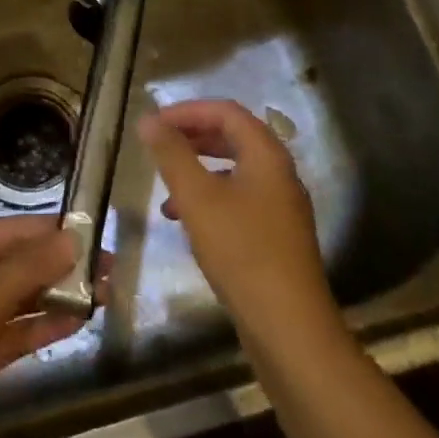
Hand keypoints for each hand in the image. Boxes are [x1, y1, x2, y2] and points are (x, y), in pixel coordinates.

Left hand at [0, 217, 84, 437]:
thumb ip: (29, 268)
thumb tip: (74, 238)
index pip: (12, 230)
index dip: (54, 233)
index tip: (97, 236)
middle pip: (18, 263)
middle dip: (61, 267)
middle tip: (110, 271)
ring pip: (19, 298)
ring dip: (57, 296)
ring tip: (104, 295)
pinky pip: (13, 331)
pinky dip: (42, 326)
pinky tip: (77, 322)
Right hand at [140, 100, 340, 346]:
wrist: (289, 327)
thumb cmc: (241, 251)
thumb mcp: (198, 198)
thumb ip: (172, 154)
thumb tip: (148, 120)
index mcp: (267, 154)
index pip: (226, 111)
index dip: (188, 110)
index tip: (154, 123)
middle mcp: (279, 173)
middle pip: (233, 137)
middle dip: (193, 136)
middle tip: (158, 145)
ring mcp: (281, 205)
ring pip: (235, 170)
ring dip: (198, 169)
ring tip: (165, 186)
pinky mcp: (276, 235)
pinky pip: (239, 198)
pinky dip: (210, 198)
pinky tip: (186, 221)